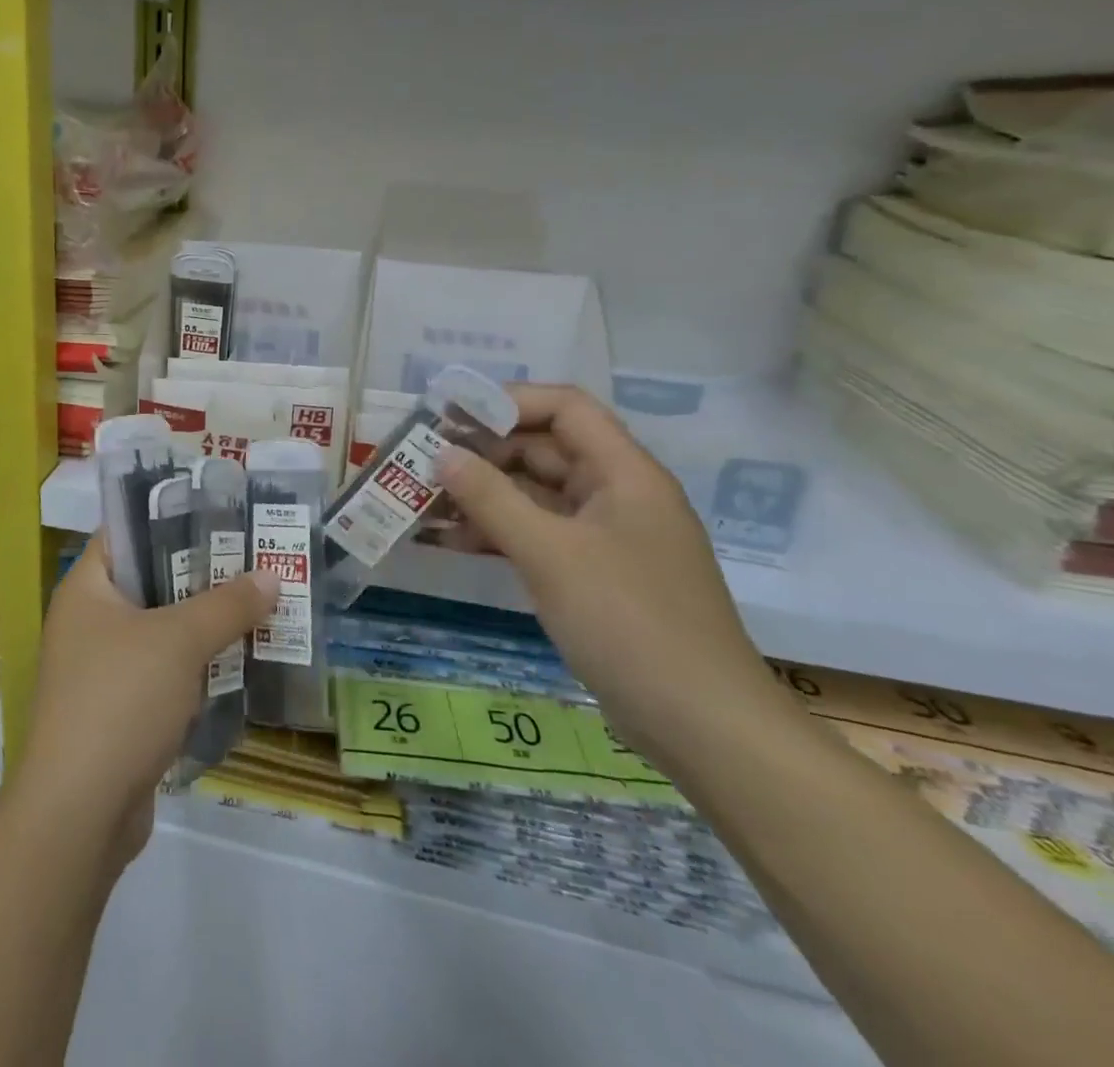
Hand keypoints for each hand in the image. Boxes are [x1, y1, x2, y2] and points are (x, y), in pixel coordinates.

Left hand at [10, 537, 278, 865]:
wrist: (79, 812)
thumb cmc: (121, 699)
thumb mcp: (179, 641)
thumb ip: (226, 605)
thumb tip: (271, 576)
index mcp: (86, 589)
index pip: (126, 533)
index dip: (171, 520)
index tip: (222, 516)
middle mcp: (88, 622)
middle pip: (151, 582)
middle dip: (203, 576)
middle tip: (255, 562)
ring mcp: (101, 669)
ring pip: (162, 632)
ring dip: (206, 626)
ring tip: (260, 607)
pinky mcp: (119, 711)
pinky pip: (164, 674)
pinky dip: (197, 668)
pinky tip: (240, 664)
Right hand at [434, 384, 782, 766]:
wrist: (703, 727)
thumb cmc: (630, 623)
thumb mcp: (551, 554)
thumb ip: (491, 498)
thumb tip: (441, 454)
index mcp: (624, 474)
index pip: (564, 408)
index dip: (507, 401)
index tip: (450, 416)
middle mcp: (617, 495)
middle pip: (544, 449)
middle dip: (484, 452)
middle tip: (424, 463)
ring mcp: (606, 537)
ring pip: (536, 495)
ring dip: (484, 495)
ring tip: (426, 503)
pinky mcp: (595, 575)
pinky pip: (539, 534)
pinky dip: (499, 532)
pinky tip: (454, 543)